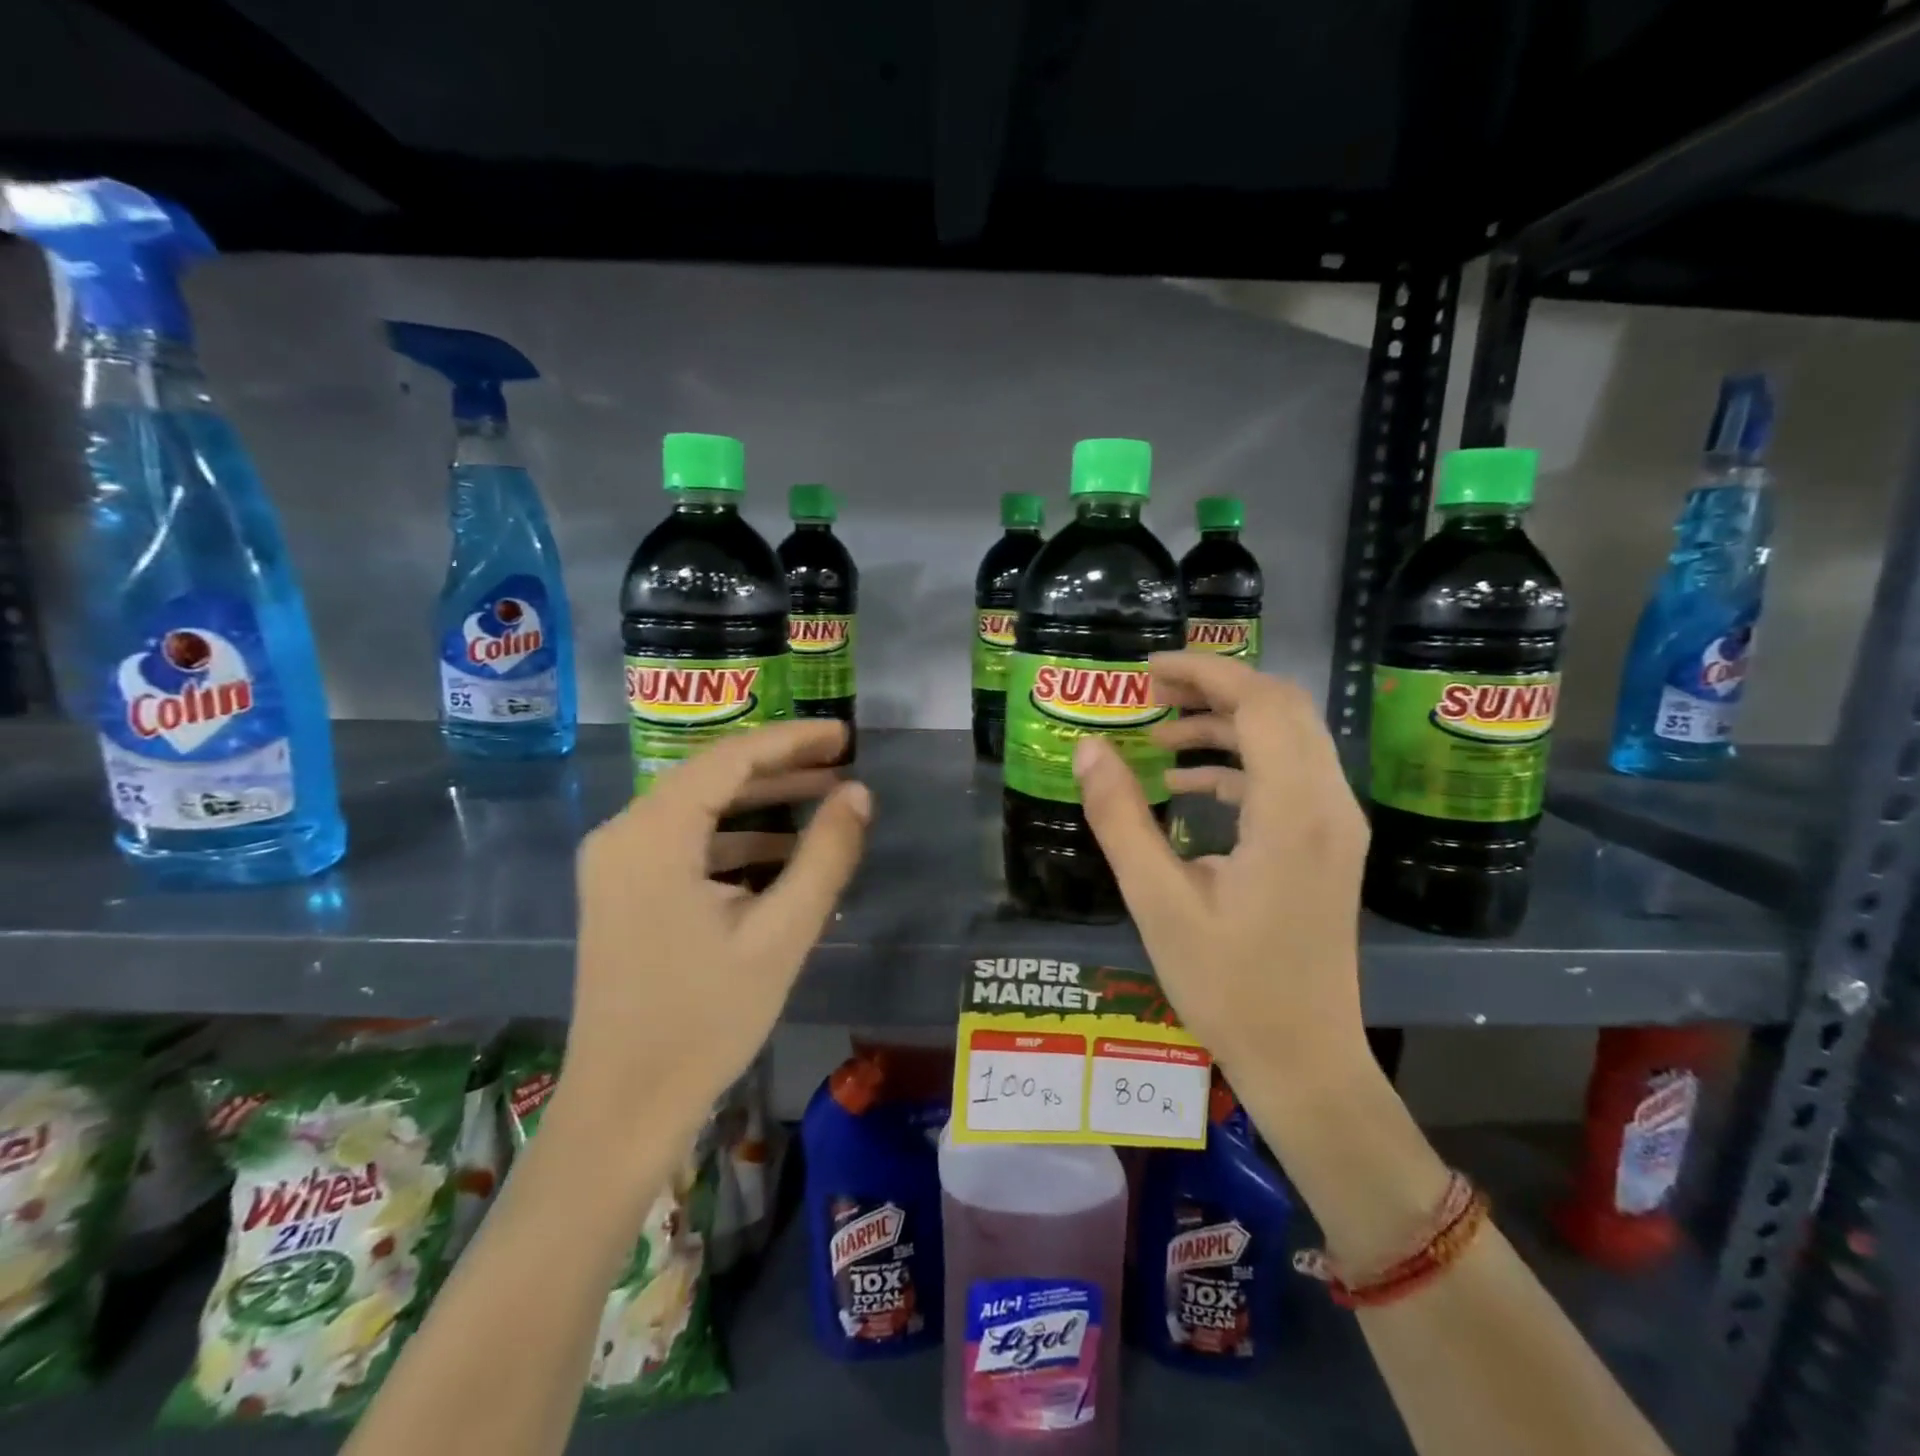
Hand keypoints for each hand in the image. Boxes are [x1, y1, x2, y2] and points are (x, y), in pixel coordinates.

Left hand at [557, 720, 869, 1164]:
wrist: (625, 1108)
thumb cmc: (704, 1021)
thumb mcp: (781, 934)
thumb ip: (825, 856)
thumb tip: (859, 794)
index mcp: (651, 835)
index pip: (729, 758)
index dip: (793, 740)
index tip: (845, 734)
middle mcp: (622, 834)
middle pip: (711, 777)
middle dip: (781, 767)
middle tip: (843, 761)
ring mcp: (617, 864)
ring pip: (699, 809)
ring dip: (761, 803)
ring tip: (825, 798)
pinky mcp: (624, 891)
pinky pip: (685, 842)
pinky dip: (735, 839)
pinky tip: (783, 849)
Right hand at [1072, 652, 1370, 1107]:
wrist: (1304, 1060)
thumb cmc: (1229, 987)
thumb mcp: (1158, 901)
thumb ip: (1120, 818)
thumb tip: (1089, 748)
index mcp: (1293, 811)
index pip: (1260, 703)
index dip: (1203, 673)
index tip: (1146, 670)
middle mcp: (1329, 805)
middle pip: (1282, 708)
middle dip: (1214, 688)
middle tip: (1149, 694)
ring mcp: (1336, 825)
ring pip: (1288, 739)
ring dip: (1226, 723)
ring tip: (1159, 733)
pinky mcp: (1328, 845)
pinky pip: (1289, 776)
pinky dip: (1240, 762)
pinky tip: (1187, 784)